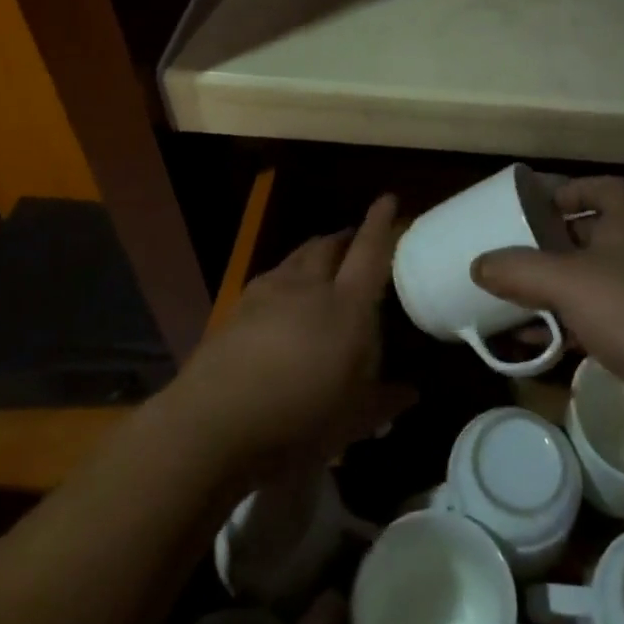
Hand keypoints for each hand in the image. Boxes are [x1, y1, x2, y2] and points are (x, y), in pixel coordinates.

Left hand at [170, 195, 412, 484]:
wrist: (211, 424)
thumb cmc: (297, 419)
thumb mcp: (352, 421)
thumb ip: (384, 401)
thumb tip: (411, 392)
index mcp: (345, 306)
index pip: (369, 253)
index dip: (380, 224)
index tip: (388, 199)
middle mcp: (307, 287)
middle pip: (328, 246)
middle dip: (344, 237)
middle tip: (355, 241)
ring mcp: (266, 294)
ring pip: (295, 258)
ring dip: (312, 254)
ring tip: (319, 263)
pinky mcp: (236, 309)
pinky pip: (268, 280)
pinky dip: (283, 279)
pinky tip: (280, 299)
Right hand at [474, 176, 623, 447]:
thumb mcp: (566, 281)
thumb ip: (519, 269)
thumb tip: (478, 264)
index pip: (606, 189)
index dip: (574, 189)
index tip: (539, 203)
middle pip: (594, 236)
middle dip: (555, 243)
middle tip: (517, 251)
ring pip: (592, 283)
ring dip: (555, 289)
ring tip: (514, 297)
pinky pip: (595, 323)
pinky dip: (565, 328)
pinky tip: (535, 344)